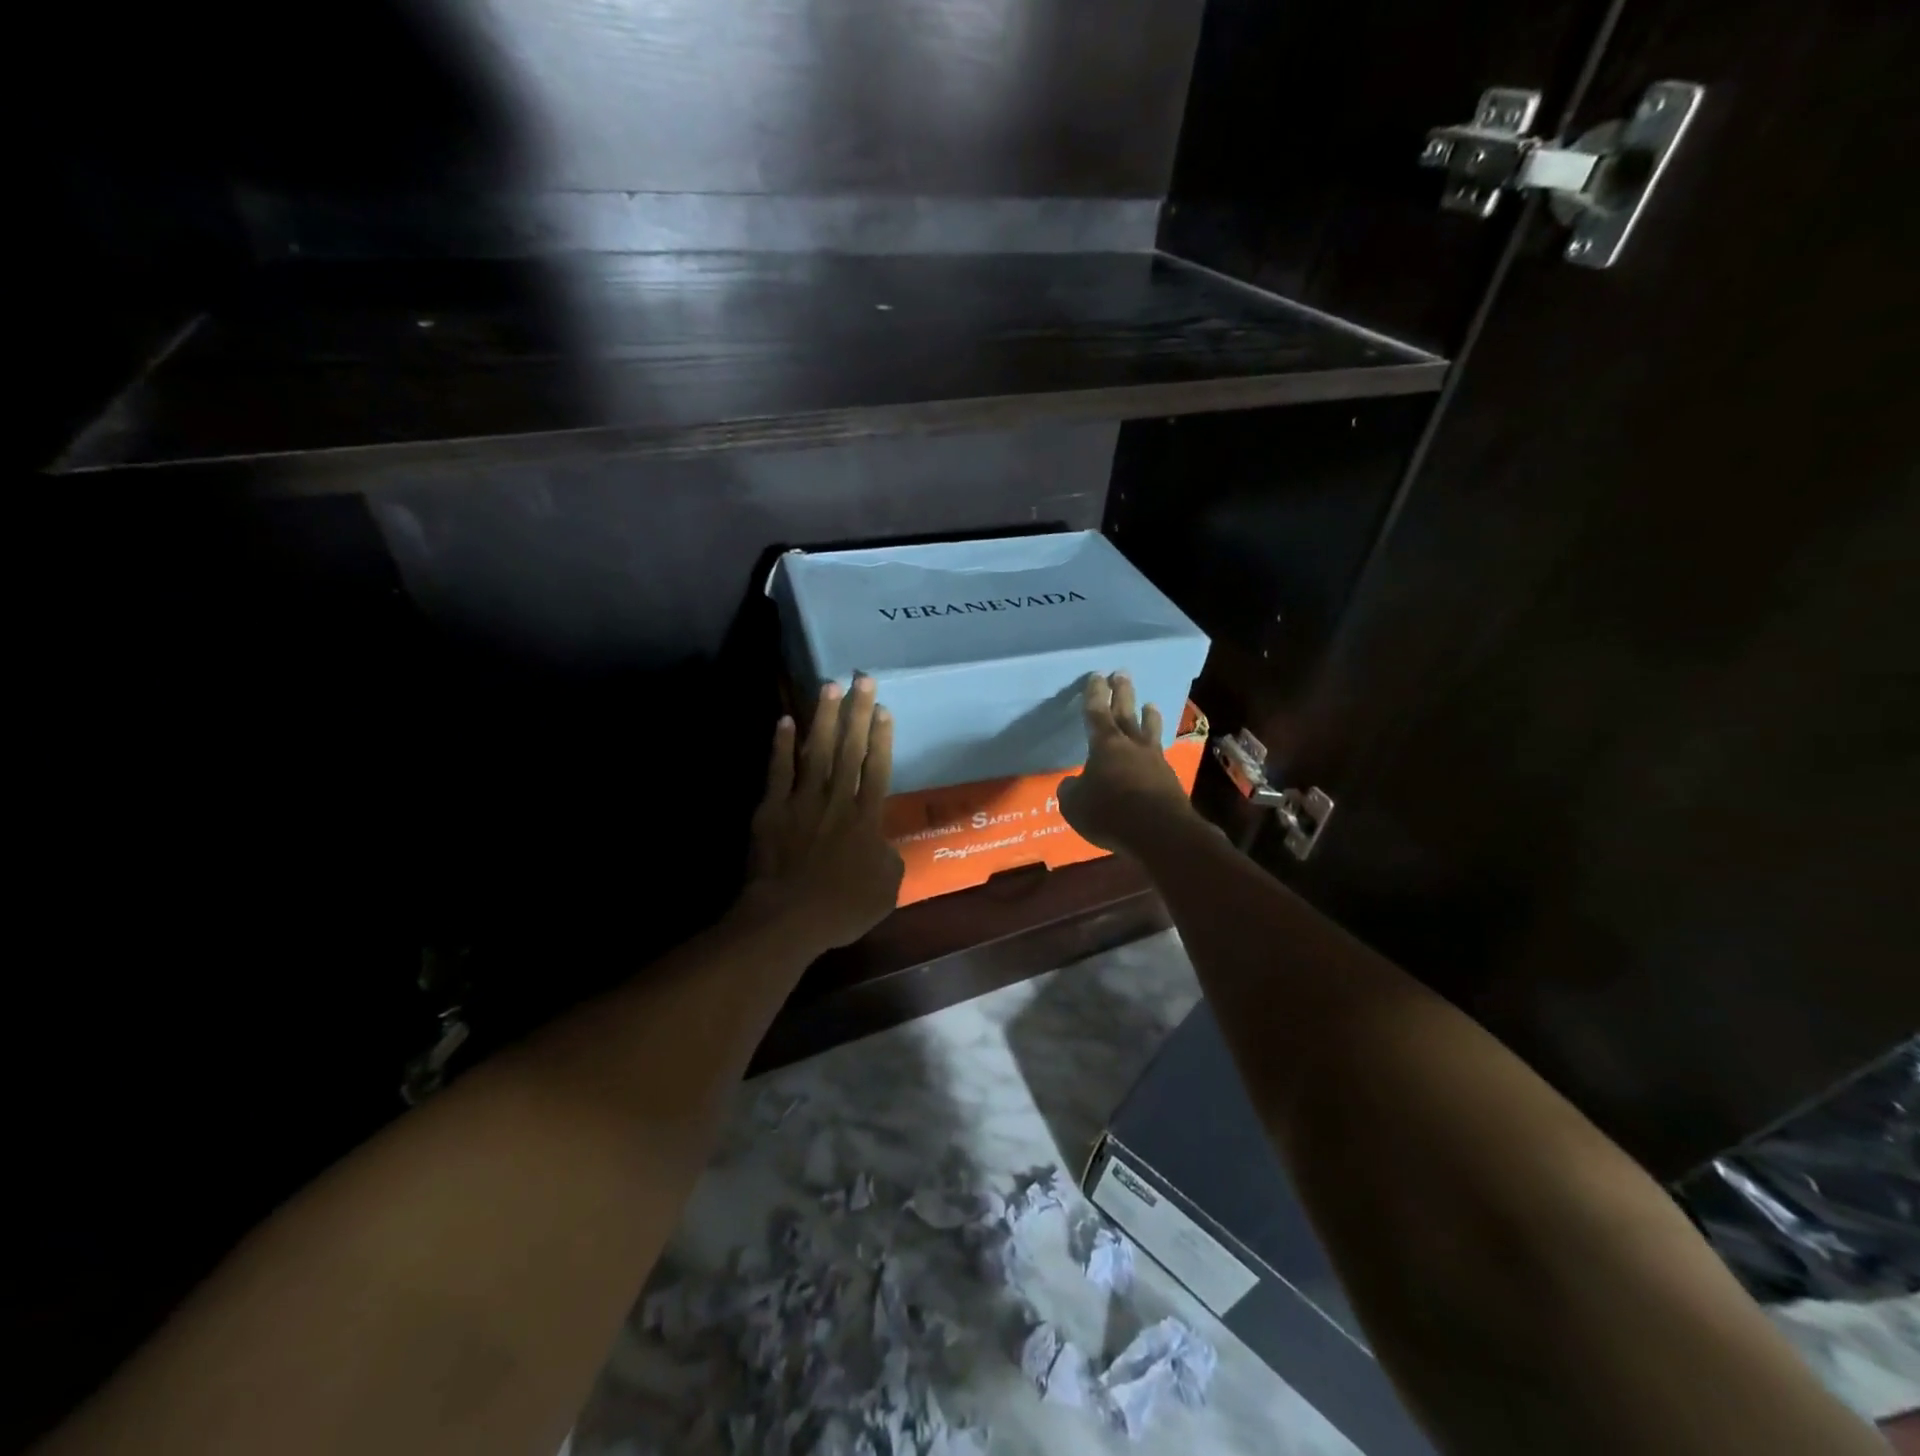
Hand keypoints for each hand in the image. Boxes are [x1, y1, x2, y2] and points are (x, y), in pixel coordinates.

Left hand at [738, 677, 904, 952]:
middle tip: (862, 679)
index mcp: (866, 819)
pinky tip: (785, 721)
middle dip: (856, 713)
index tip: (882, 708)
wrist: (788, 919)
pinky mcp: (772, 809)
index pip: (877, 769)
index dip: (881, 737)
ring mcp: (802, 802)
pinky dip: (781, 746)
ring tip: (829, 687)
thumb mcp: (886, 890)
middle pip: (849, 750)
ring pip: (815, 752)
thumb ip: (890, 861)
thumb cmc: (842, 909)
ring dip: (823, 718)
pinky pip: (778, 771)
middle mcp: (837, 801)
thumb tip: (884, 845)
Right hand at [1058, 673, 1199, 853]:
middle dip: (1122, 693)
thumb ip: (1071, 789)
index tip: (1097, 675)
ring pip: (1150, 731)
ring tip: (1150, 704)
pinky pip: (1159, 755)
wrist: (1159, 832)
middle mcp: (1131, 745)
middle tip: (1122, 674)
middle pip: (1126, 713)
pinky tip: (1156, 750)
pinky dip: (1155, 747)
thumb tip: (1072, 783)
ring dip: (1148, 716)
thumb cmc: (1109, 812)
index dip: (1095, 694)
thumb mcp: (1075, 804)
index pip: (1097, 712)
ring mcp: (1154, 761)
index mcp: (1105, 745)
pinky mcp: (1170, 779)